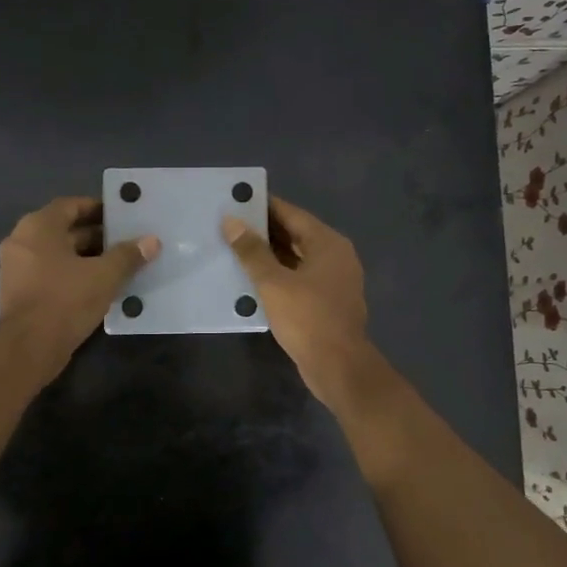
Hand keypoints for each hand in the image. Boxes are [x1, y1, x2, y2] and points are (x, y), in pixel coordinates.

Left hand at [0, 196, 158, 380]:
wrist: (28, 348)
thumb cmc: (65, 301)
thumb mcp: (104, 276)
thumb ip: (128, 256)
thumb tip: (152, 241)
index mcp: (38, 226)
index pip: (71, 205)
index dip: (97, 209)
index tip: (121, 218)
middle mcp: (21, 240)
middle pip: (63, 229)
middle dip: (95, 236)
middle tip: (125, 243)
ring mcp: (16, 267)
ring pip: (57, 253)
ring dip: (85, 257)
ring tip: (117, 265)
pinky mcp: (18, 291)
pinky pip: (49, 273)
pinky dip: (71, 274)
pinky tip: (96, 286)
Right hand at [223, 197, 374, 409]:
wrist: (338, 366)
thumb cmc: (308, 319)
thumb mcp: (273, 283)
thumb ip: (252, 251)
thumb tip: (231, 221)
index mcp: (328, 244)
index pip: (292, 214)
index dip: (264, 206)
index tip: (237, 200)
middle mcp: (335, 256)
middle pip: (295, 235)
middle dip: (264, 231)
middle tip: (229, 224)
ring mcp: (333, 280)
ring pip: (296, 258)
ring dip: (269, 255)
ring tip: (234, 248)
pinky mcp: (326, 302)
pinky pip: (298, 279)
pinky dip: (278, 275)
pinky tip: (252, 279)